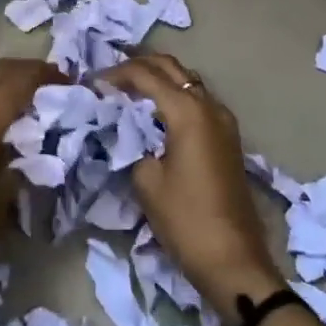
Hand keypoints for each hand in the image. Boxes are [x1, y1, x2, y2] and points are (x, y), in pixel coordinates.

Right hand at [99, 53, 285, 316]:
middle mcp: (209, 106)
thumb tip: (127, 131)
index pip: (146, 75)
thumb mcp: (147, 181)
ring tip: (129, 91)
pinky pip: (198, 102)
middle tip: (110, 76)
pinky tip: (156, 113)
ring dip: (160, 79)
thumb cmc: (185, 219)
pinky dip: (175, 97)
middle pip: (172, 68)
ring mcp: (223, 121)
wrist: (232, 259)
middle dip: (140, 66)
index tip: (92, 83)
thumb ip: (133, 144)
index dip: (117, 74)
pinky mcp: (228, 138)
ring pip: (188, 82)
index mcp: (188, 111)